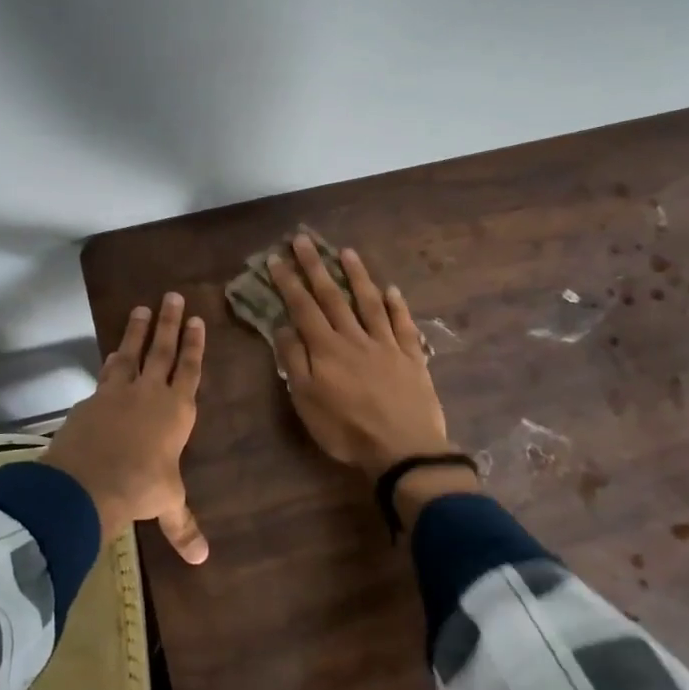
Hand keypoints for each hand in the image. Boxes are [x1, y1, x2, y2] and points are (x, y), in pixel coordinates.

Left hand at [42, 292, 209, 563]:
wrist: (89, 481)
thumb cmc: (141, 488)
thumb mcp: (166, 503)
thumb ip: (183, 525)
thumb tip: (203, 560)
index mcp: (178, 411)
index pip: (190, 370)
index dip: (194, 345)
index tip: (196, 320)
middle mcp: (151, 393)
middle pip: (163, 350)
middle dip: (169, 323)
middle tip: (172, 295)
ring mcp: (120, 391)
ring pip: (133, 352)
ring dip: (137, 330)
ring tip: (141, 308)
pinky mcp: (93, 398)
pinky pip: (106, 373)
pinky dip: (111, 360)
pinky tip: (111, 354)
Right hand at [268, 235, 449, 476]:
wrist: (403, 449)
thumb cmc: (347, 430)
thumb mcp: (307, 402)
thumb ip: (294, 361)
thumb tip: (283, 326)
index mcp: (327, 349)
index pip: (303, 307)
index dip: (289, 282)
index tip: (277, 258)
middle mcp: (355, 338)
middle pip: (333, 296)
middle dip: (316, 267)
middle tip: (303, 240)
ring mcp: (386, 344)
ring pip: (369, 302)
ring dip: (357, 276)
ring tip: (346, 252)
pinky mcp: (411, 356)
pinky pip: (403, 324)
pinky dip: (397, 306)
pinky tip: (392, 290)